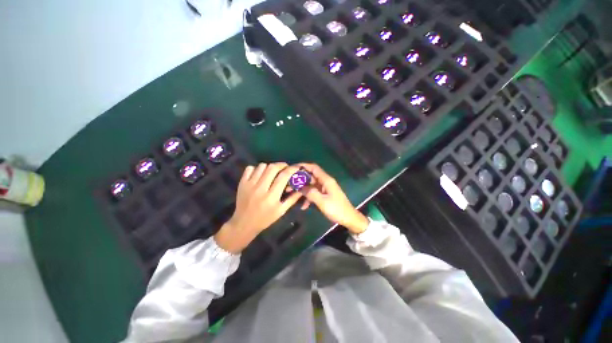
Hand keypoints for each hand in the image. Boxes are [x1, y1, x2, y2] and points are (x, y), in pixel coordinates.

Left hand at [214, 163, 302, 252]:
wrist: (244, 223)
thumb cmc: (265, 219)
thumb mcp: (281, 211)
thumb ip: (292, 199)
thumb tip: (302, 188)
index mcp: (272, 197)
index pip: (283, 176)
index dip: (291, 169)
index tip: (296, 167)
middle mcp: (260, 188)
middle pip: (272, 168)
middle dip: (281, 165)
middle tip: (285, 168)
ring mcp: (249, 185)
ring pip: (262, 166)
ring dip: (269, 167)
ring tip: (272, 172)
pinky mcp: (242, 183)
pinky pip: (250, 168)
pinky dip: (256, 169)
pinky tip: (260, 175)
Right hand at [298, 163, 368, 233]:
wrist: (349, 218)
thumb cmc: (336, 209)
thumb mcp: (322, 202)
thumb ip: (310, 193)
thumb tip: (300, 187)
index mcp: (326, 180)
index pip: (314, 168)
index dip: (304, 166)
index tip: (293, 168)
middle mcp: (325, 182)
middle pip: (311, 177)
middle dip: (300, 180)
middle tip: (289, 184)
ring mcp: (325, 189)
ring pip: (311, 185)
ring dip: (302, 189)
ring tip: (291, 194)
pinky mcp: (325, 195)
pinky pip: (314, 193)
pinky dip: (308, 197)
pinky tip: (303, 206)